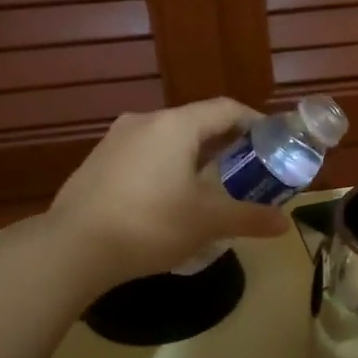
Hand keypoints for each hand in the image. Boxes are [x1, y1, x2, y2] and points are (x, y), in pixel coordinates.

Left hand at [50, 98, 293, 287]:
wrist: (72, 248)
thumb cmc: (150, 224)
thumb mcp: (208, 222)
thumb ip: (249, 217)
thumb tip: (284, 224)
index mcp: (176, 125)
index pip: (226, 109)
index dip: (255, 123)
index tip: (273, 143)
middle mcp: (145, 121)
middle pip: (197, 123)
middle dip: (226, 144)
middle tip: (248, 170)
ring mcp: (116, 140)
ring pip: (168, 140)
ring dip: (194, 157)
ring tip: (211, 187)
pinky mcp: (98, 163)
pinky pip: (144, 155)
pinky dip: (166, 168)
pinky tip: (169, 200)